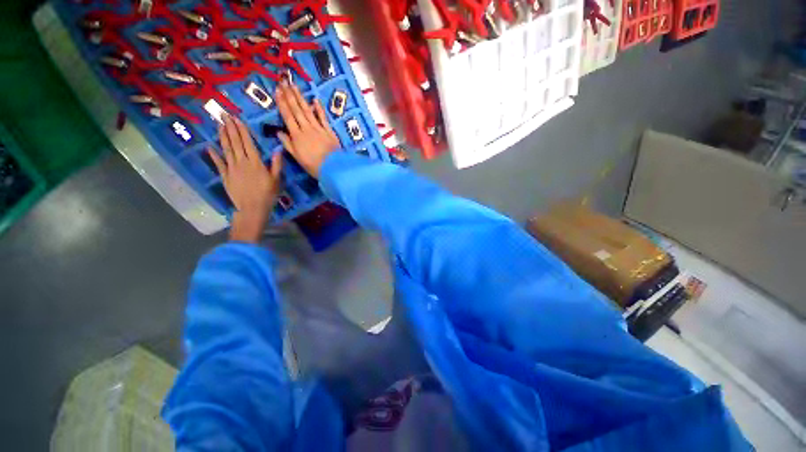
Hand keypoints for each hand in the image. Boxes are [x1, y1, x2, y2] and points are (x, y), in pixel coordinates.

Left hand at [208, 115, 282, 243]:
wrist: (253, 208)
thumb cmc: (268, 194)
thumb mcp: (277, 179)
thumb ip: (277, 164)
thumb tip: (278, 150)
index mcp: (256, 162)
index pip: (247, 142)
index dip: (242, 130)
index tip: (236, 118)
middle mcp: (242, 162)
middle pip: (235, 142)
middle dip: (230, 128)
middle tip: (224, 115)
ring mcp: (231, 168)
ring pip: (226, 149)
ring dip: (222, 136)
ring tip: (219, 125)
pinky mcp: (225, 176)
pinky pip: (218, 163)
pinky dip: (214, 155)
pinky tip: (209, 147)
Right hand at [275, 81, 339, 177]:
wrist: (333, 168)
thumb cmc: (314, 165)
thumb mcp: (297, 157)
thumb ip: (288, 144)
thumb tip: (279, 132)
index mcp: (297, 136)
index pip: (287, 116)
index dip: (282, 103)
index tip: (277, 91)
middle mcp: (306, 128)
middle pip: (297, 110)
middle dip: (289, 95)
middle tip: (284, 81)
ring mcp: (319, 129)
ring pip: (308, 111)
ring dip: (300, 98)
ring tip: (294, 86)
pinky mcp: (329, 131)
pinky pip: (323, 118)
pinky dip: (319, 109)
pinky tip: (315, 100)